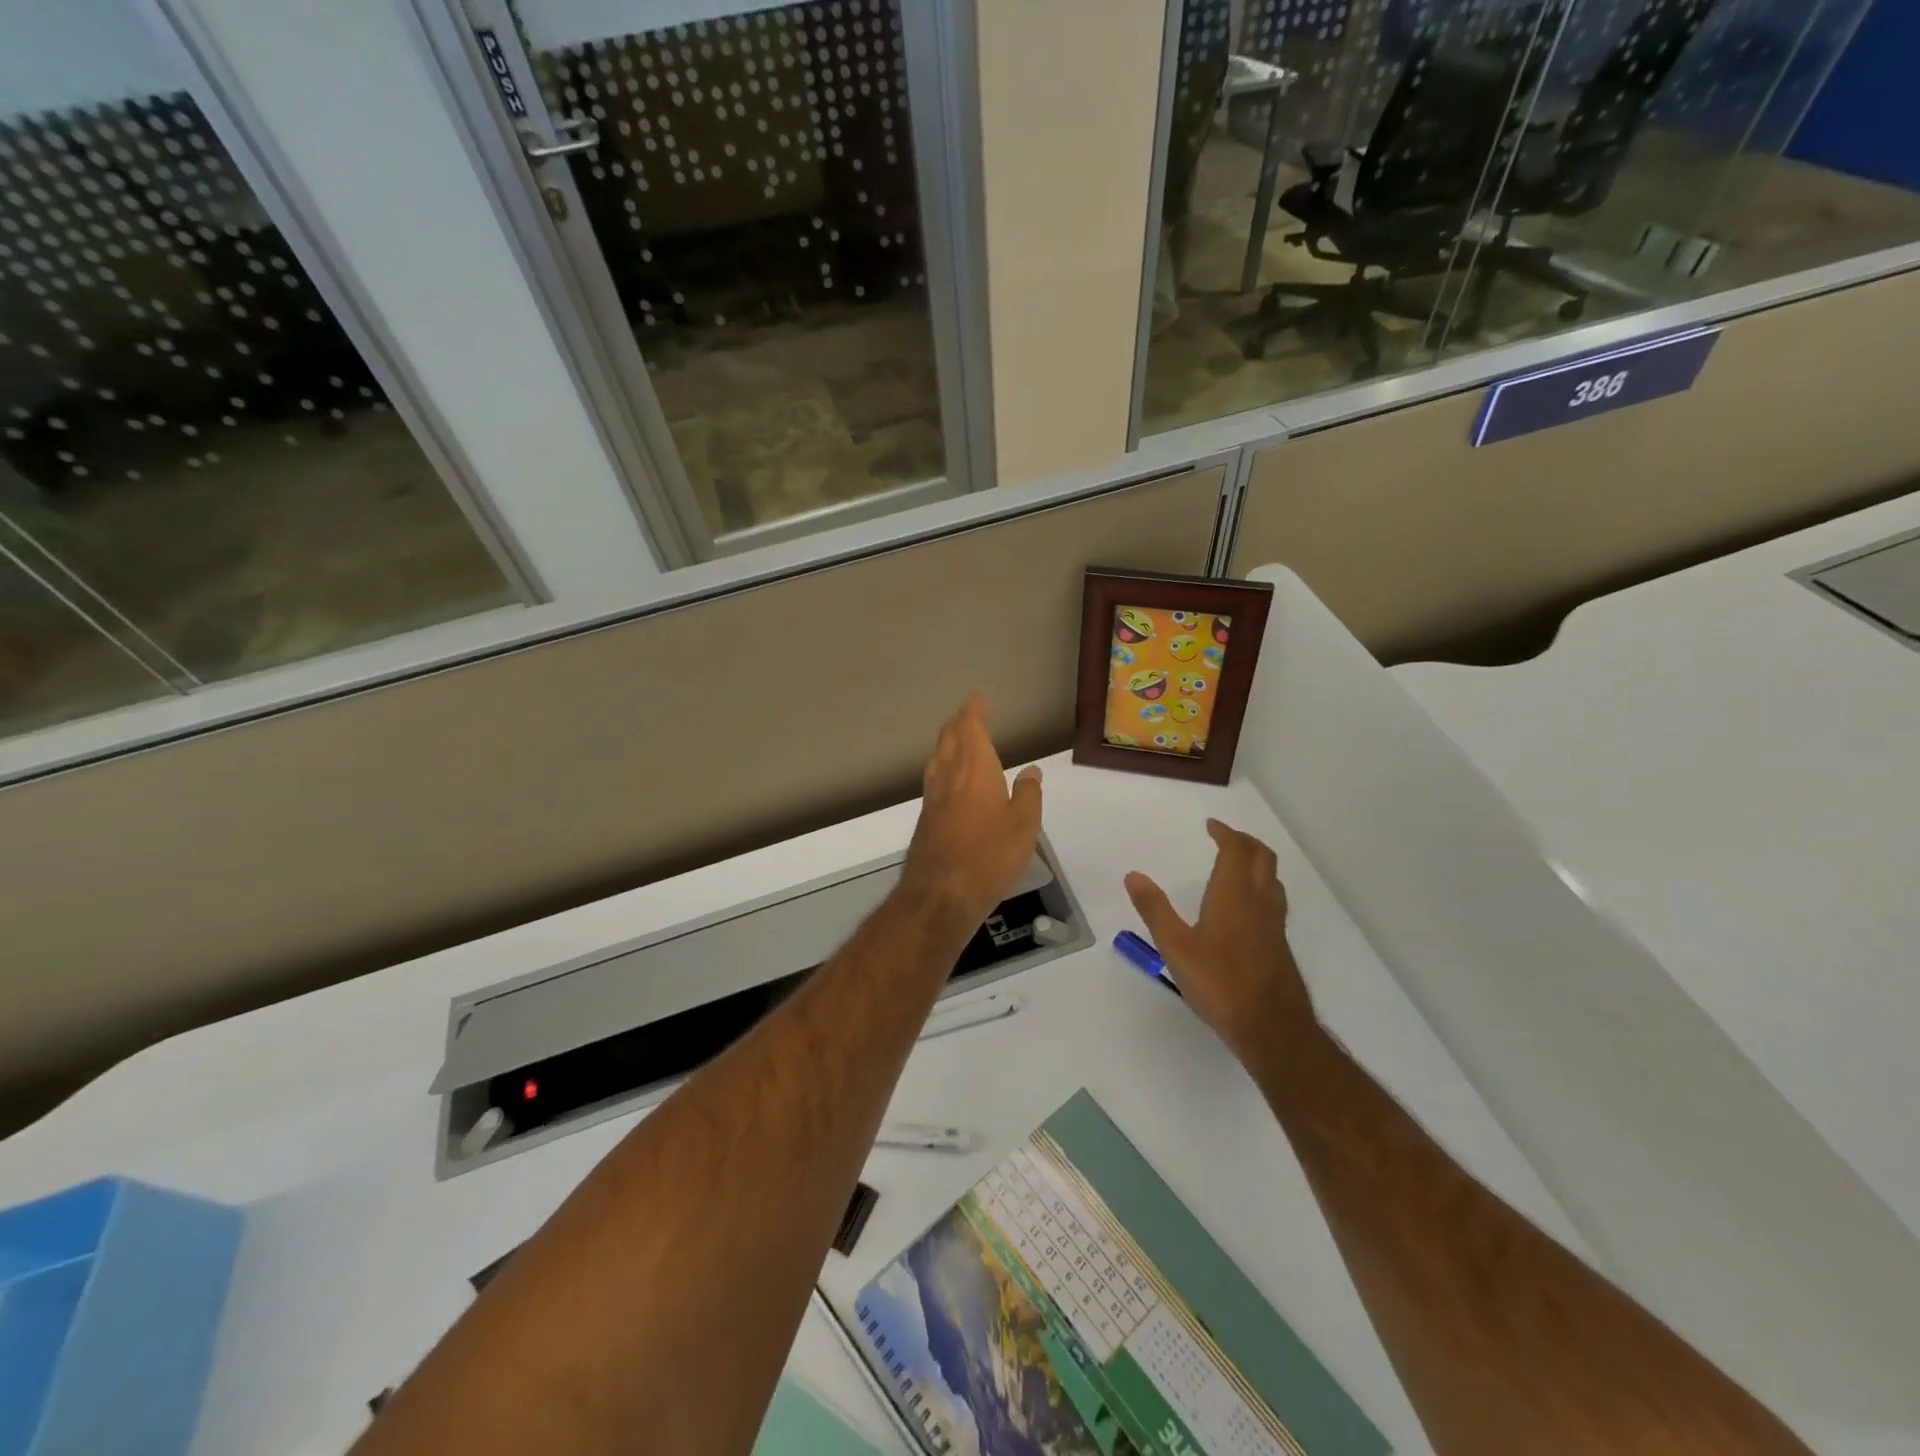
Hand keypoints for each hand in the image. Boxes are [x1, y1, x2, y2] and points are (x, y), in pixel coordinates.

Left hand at [901, 693, 1042, 928]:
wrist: (941, 893)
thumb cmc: (990, 854)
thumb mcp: (1024, 825)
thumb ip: (1028, 794)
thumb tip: (1031, 770)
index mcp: (974, 768)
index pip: (971, 727)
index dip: (974, 710)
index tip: (979, 697)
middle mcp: (949, 775)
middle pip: (949, 738)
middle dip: (959, 722)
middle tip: (970, 713)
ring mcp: (933, 797)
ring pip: (938, 758)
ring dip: (948, 742)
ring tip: (959, 739)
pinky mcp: (926, 818)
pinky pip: (935, 779)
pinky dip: (944, 766)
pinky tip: (952, 779)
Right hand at [1125, 819, 1314, 1058]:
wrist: (1271, 1027)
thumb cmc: (1219, 982)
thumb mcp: (1175, 946)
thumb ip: (1155, 909)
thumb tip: (1133, 875)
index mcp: (1234, 894)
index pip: (1236, 850)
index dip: (1226, 833)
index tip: (1211, 826)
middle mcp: (1259, 901)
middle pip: (1262, 857)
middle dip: (1245, 842)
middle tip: (1225, 838)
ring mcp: (1274, 924)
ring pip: (1272, 879)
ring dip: (1256, 863)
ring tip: (1237, 865)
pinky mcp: (1279, 944)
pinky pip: (1274, 900)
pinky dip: (1261, 886)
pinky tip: (1246, 908)